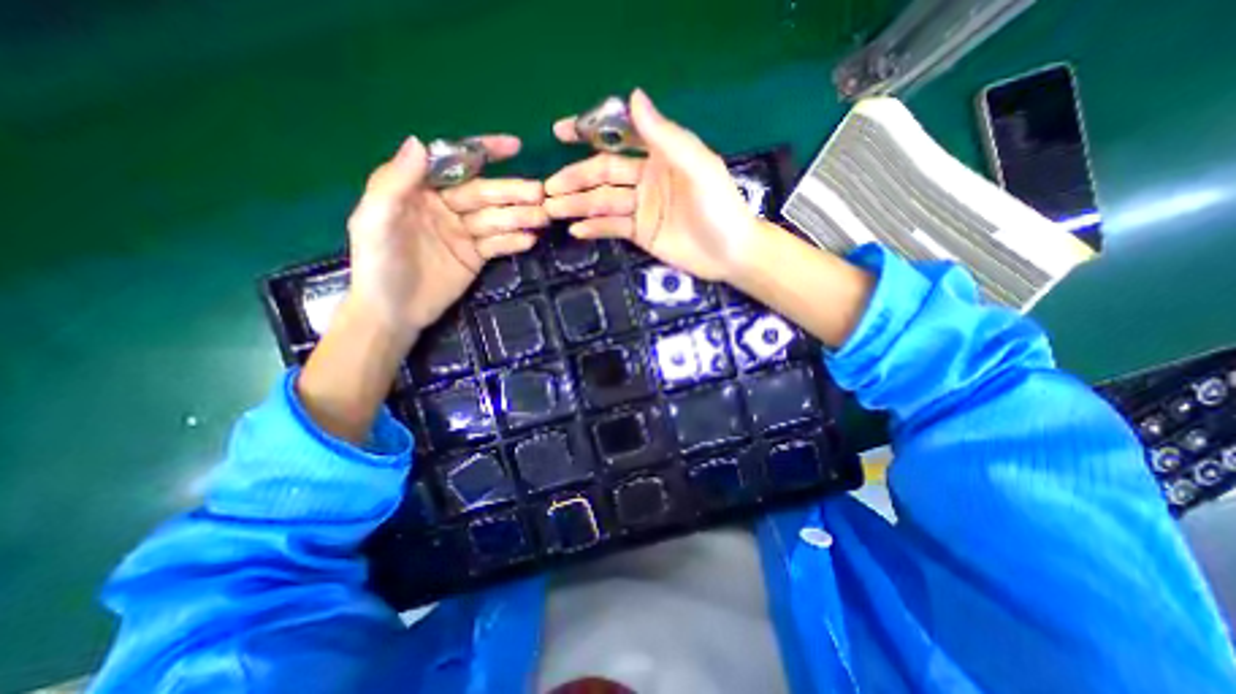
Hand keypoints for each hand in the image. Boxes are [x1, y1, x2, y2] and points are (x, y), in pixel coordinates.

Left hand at [341, 133, 545, 339]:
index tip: (515, 147)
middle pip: (483, 194)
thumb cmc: (378, 265)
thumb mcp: (374, 221)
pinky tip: (530, 240)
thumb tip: (419, 142)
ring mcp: (463, 233)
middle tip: (541, 195)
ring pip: (495, 219)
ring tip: (543, 218)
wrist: (393, 313)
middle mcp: (445, 207)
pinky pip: (498, 245)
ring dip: (519, 217)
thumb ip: (394, 183)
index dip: (484, 152)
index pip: (455, 164)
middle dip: (512, 193)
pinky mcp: (475, 257)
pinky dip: (514, 242)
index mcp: (419, 191)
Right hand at [543, 88, 758, 282]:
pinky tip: (575, 230)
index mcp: (659, 155)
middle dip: (575, 179)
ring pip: (603, 202)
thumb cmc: (719, 206)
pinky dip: (594, 228)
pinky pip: (612, 227)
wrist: (729, 252)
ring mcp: (641, 207)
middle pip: (603, 174)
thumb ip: (666, 137)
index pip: (618, 137)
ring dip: (577, 205)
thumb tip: (633, 96)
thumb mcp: (697, 167)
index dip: (589, 132)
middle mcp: (645, 178)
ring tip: (551, 210)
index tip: (560, 133)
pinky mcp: (640, 233)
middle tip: (547, 190)